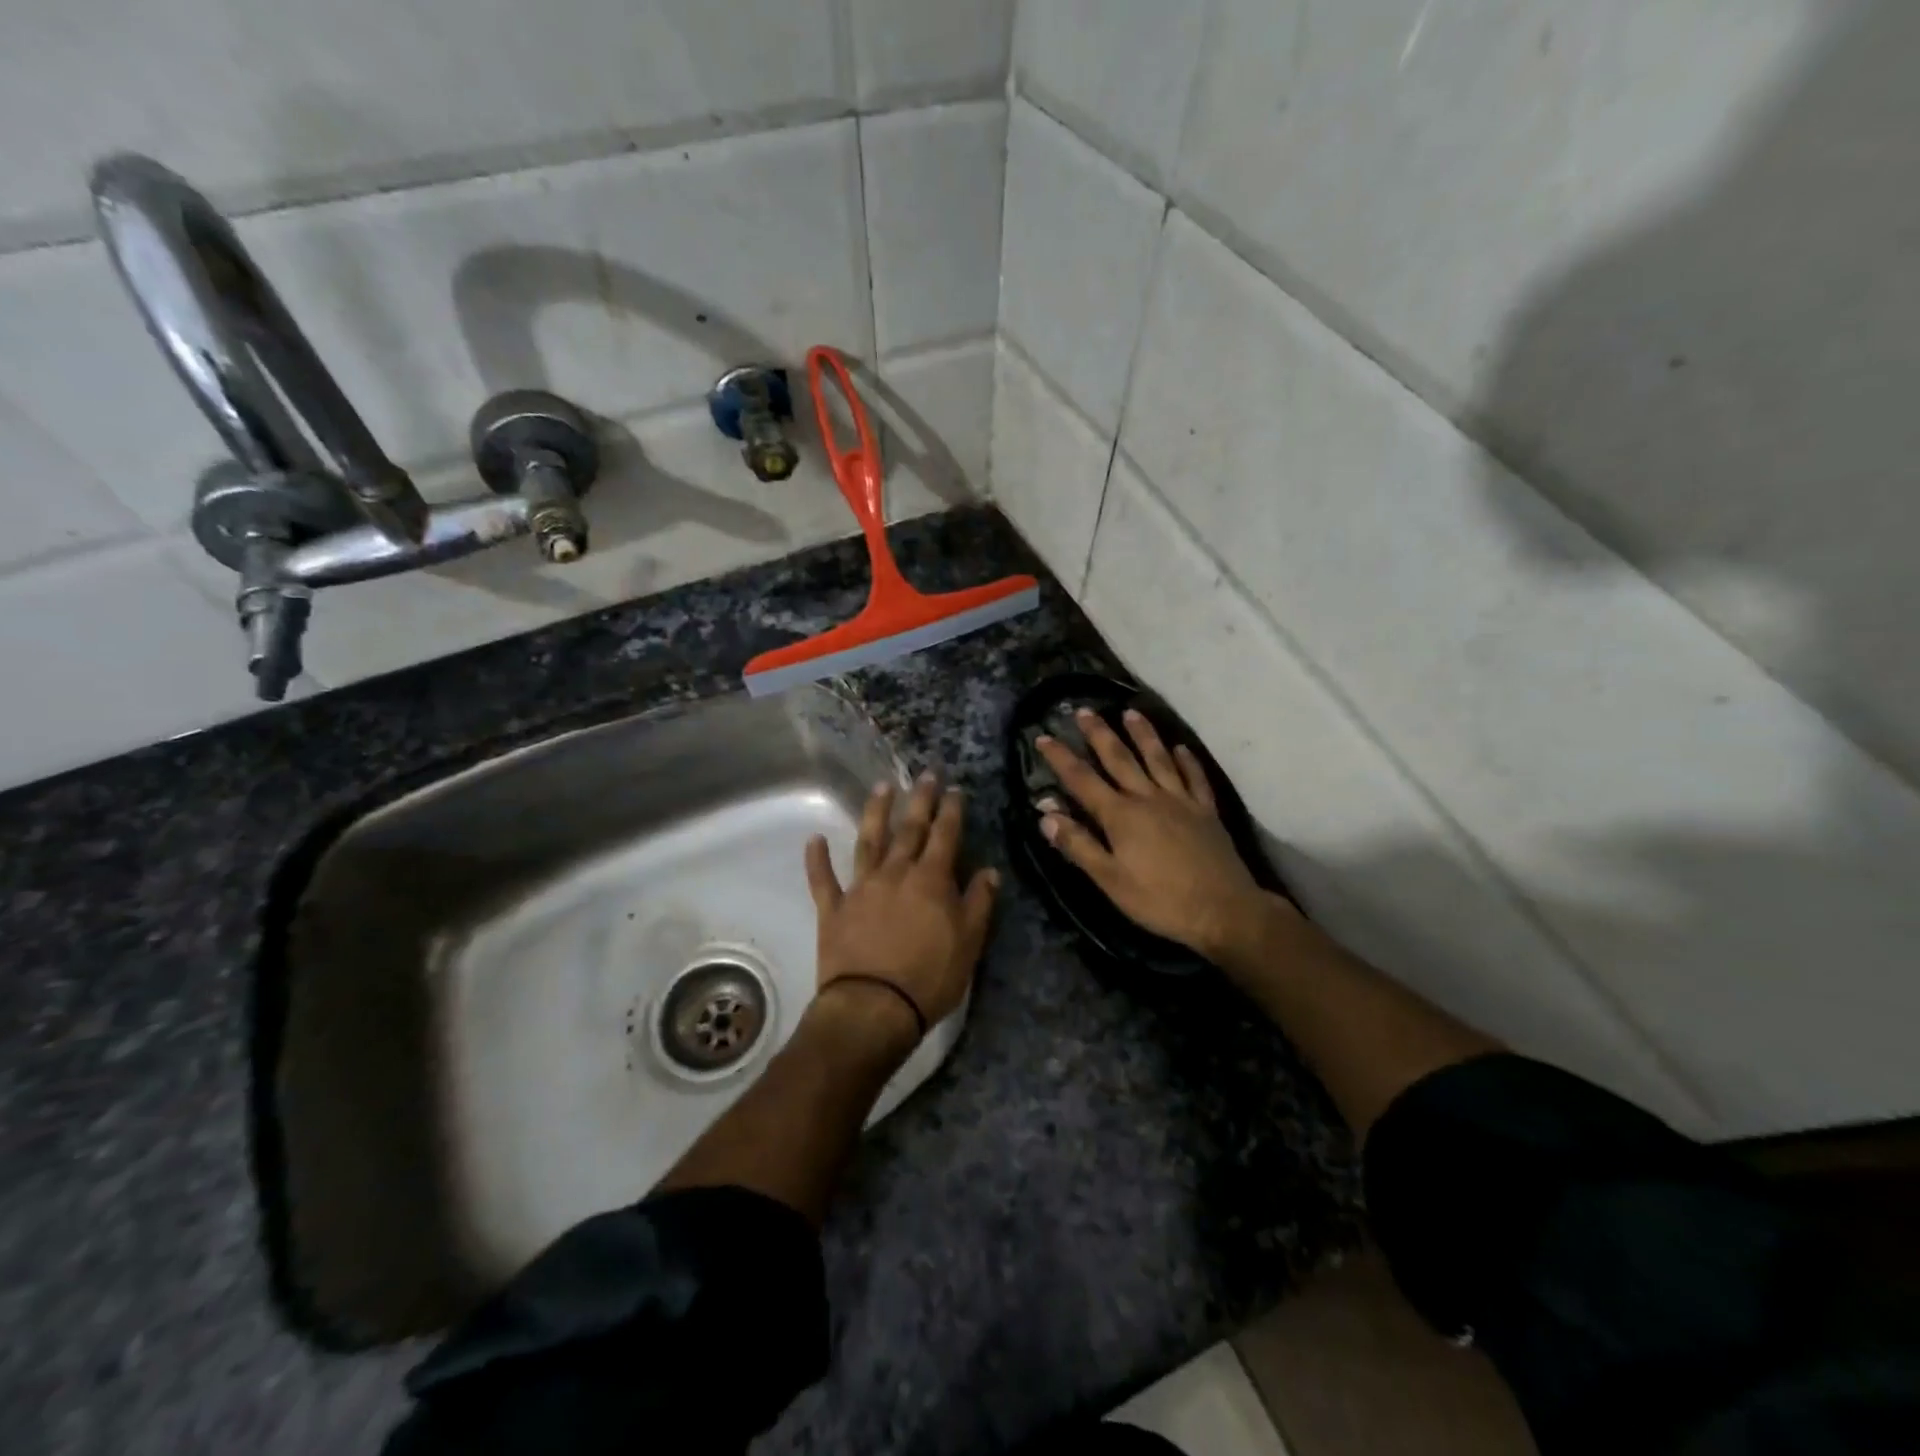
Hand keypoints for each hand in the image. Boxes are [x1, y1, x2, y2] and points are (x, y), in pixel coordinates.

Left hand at [805, 773, 999, 1040]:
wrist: (874, 1007)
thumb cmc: (929, 977)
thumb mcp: (969, 943)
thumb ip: (978, 903)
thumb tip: (989, 871)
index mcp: (931, 880)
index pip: (944, 836)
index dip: (951, 811)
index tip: (954, 789)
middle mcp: (895, 873)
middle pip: (909, 829)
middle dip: (919, 800)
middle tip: (925, 775)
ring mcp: (861, 888)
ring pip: (868, 841)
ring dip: (875, 813)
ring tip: (881, 788)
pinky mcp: (833, 909)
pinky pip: (823, 879)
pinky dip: (817, 859)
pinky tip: (814, 840)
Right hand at [1036, 708, 1288, 961]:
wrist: (1223, 910)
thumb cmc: (1159, 900)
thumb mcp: (1109, 880)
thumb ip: (1078, 844)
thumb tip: (1046, 814)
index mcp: (1120, 816)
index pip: (1082, 780)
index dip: (1060, 758)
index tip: (1043, 737)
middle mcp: (1148, 798)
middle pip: (1119, 759)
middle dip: (1099, 734)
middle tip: (1085, 710)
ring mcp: (1181, 801)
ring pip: (1158, 759)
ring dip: (1143, 734)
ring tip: (1131, 712)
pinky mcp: (1206, 811)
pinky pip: (1195, 778)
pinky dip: (1187, 761)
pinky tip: (1181, 749)